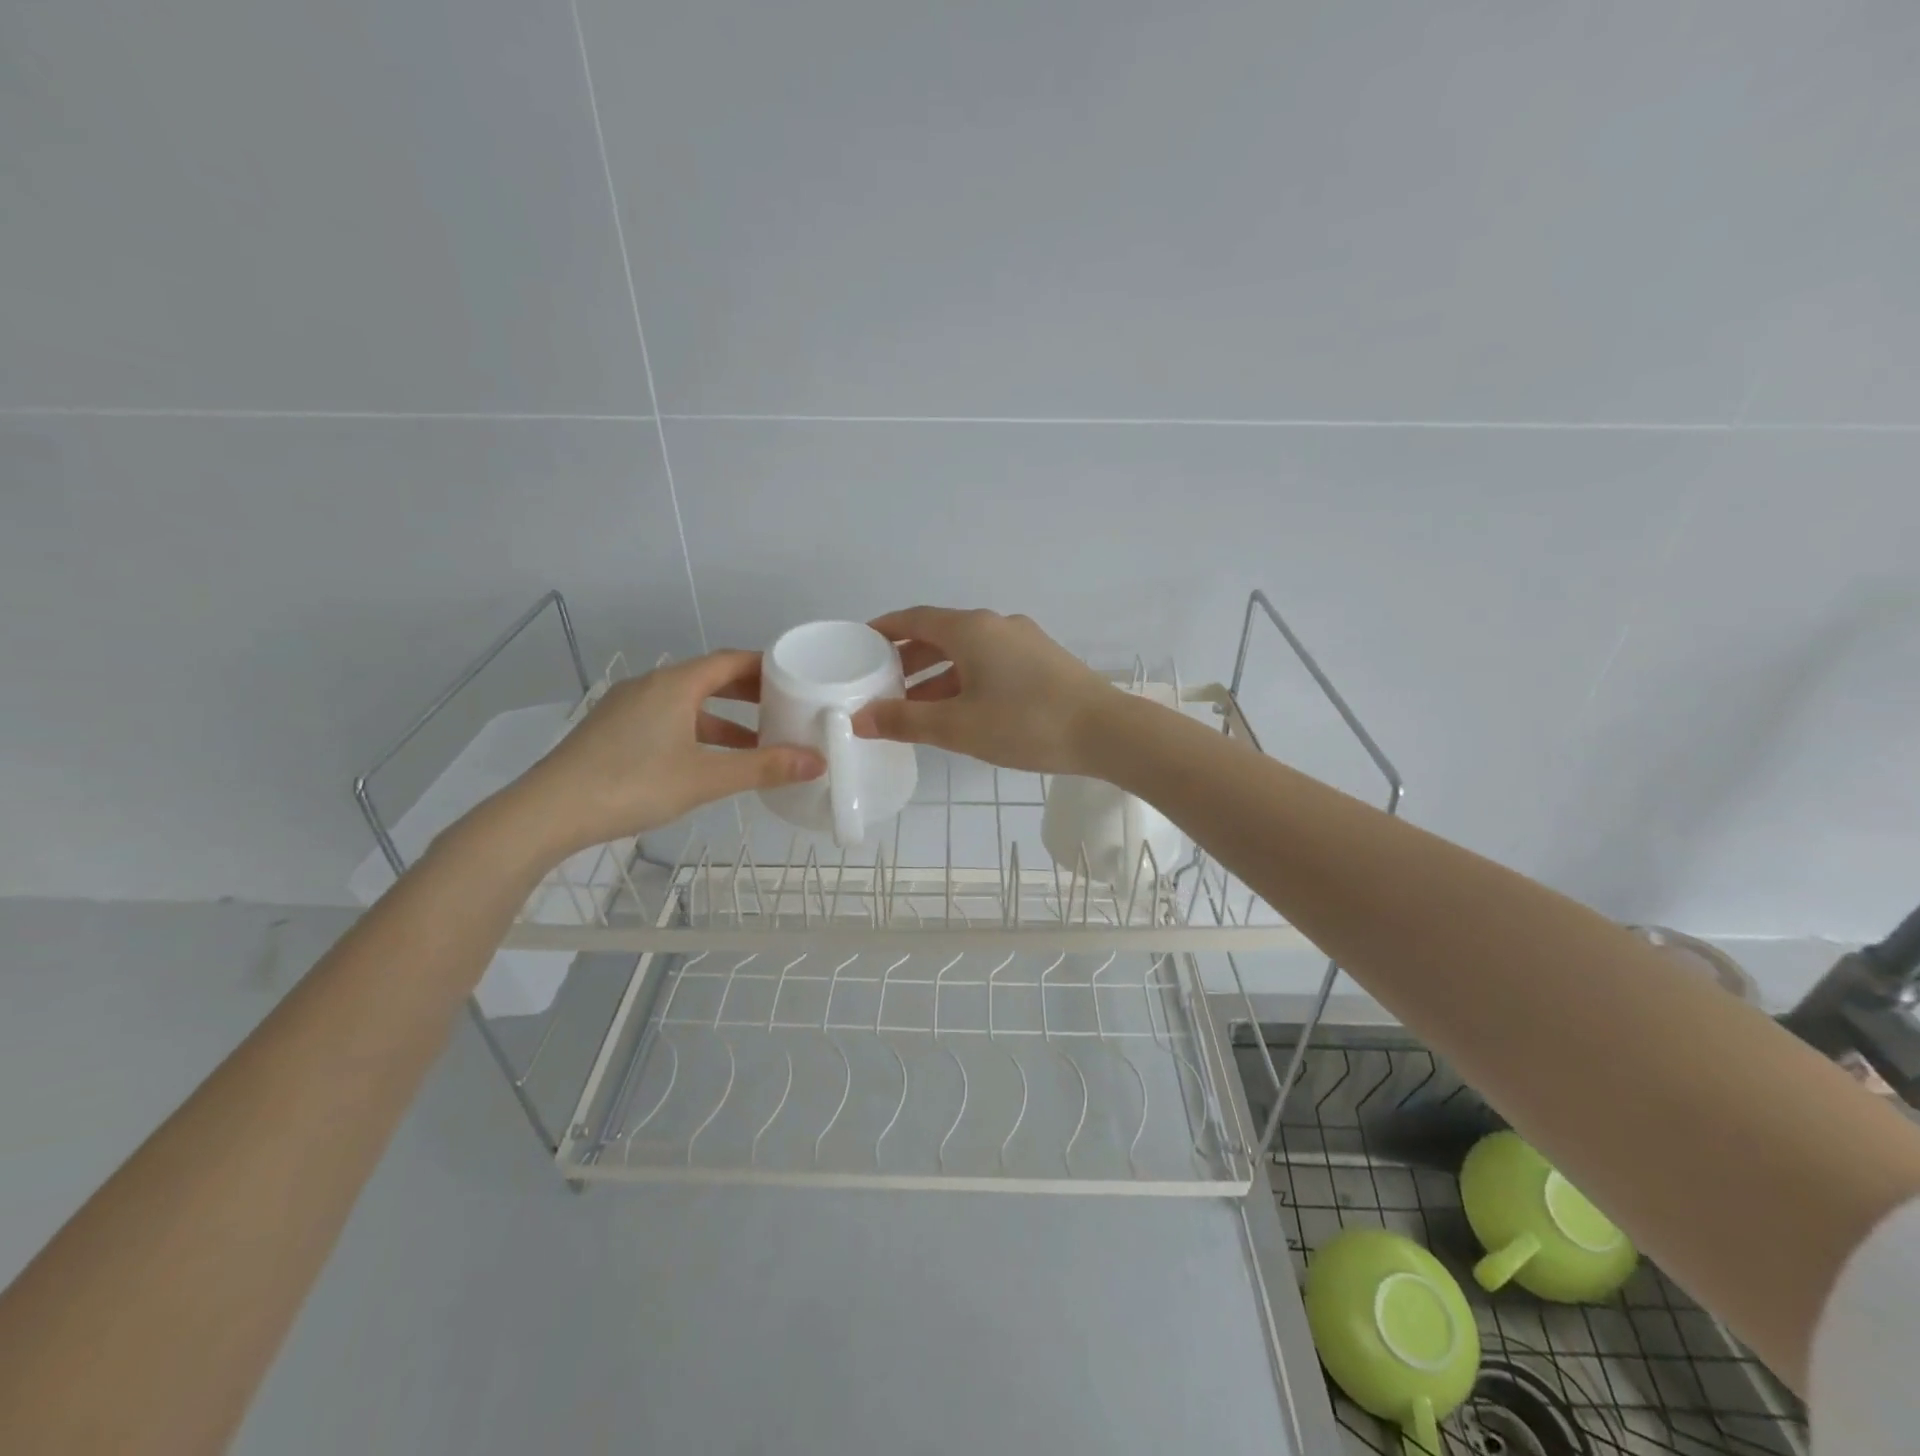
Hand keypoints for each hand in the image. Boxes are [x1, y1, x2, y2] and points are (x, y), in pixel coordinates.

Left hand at [508, 650, 824, 858]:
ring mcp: (628, 708)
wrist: (548, 811)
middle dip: (749, 694)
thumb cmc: (633, 784)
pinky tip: (709, 760)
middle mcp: (651, 686)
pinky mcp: (613, 731)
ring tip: (757, 742)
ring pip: (688, 704)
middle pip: (709, 678)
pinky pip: (668, 720)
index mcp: (675, 684)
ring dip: (724, 719)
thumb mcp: (707, 778)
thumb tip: (817, 762)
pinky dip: (697, 732)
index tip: (797, 678)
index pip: (730, 661)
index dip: (766, 667)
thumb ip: (764, 768)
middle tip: (785, 708)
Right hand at [852, 607, 1113, 773]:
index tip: (860, 643)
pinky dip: (965, 681)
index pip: (915, 619)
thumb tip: (859, 719)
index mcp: (971, 629)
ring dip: (937, 675)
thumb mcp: (958, 726)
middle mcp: (997, 625)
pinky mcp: (1043, 662)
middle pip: (941, 635)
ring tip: (914, 705)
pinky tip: (960, 711)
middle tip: (881, 683)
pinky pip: (991, 664)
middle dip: (908, 659)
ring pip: (968, 653)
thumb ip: (905, 721)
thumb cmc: (1025, 723)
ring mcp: (1024, 642)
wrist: (1106, 732)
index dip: (884, 629)